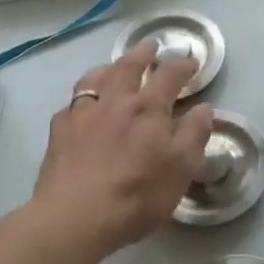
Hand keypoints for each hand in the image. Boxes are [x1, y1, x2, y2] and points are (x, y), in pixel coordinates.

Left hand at [30, 40, 213, 256]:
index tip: (190, 61)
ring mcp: (83, 113)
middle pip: (129, 66)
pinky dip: (82, 100)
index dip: (182, 65)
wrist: (75, 218)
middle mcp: (115, 101)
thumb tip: (204, 108)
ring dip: (108, 68)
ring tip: (112, 69)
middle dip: (143, 53)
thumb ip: (194, 134)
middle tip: (151, 45)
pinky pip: (71, 105)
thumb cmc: (136, 195)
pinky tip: (82, 109)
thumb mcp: (181, 168)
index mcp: (148, 108)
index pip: (169, 75)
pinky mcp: (59, 132)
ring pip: (95, 78)